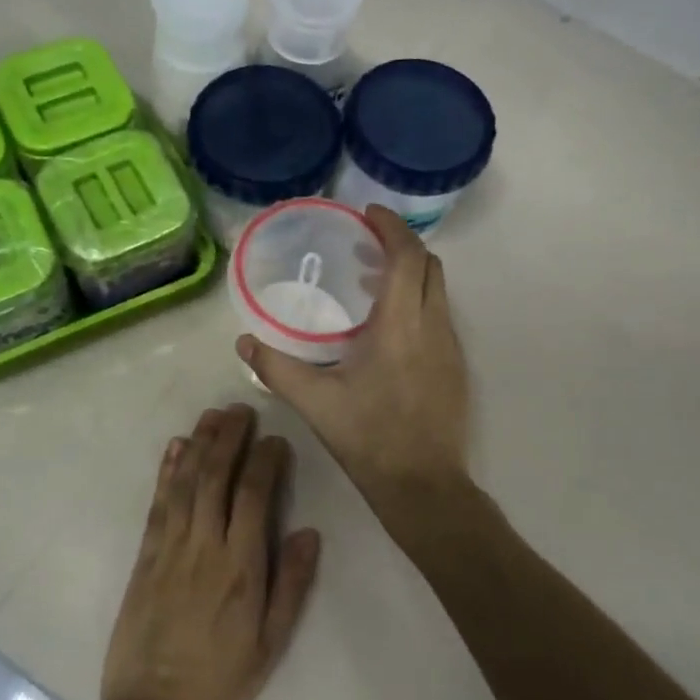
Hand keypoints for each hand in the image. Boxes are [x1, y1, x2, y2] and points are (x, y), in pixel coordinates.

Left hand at [99, 404, 321, 699]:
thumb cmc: (221, 680)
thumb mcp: (271, 642)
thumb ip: (291, 584)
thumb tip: (309, 532)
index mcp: (240, 567)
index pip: (253, 496)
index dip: (265, 462)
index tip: (276, 440)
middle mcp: (203, 547)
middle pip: (215, 477)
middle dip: (229, 438)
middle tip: (241, 410)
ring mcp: (169, 549)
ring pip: (185, 483)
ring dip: (198, 444)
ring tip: (212, 415)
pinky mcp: (145, 557)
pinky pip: (157, 504)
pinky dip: (166, 472)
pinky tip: (174, 449)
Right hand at [237, 206, 469, 501]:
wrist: (424, 485)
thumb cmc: (369, 438)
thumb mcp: (316, 402)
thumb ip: (277, 369)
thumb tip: (243, 344)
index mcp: (400, 325)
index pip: (407, 256)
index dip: (391, 227)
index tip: (368, 214)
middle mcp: (433, 326)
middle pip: (429, 265)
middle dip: (401, 245)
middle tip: (364, 246)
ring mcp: (451, 346)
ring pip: (437, 290)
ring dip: (410, 274)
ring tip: (369, 282)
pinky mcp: (456, 367)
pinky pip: (440, 315)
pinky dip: (417, 301)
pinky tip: (388, 328)